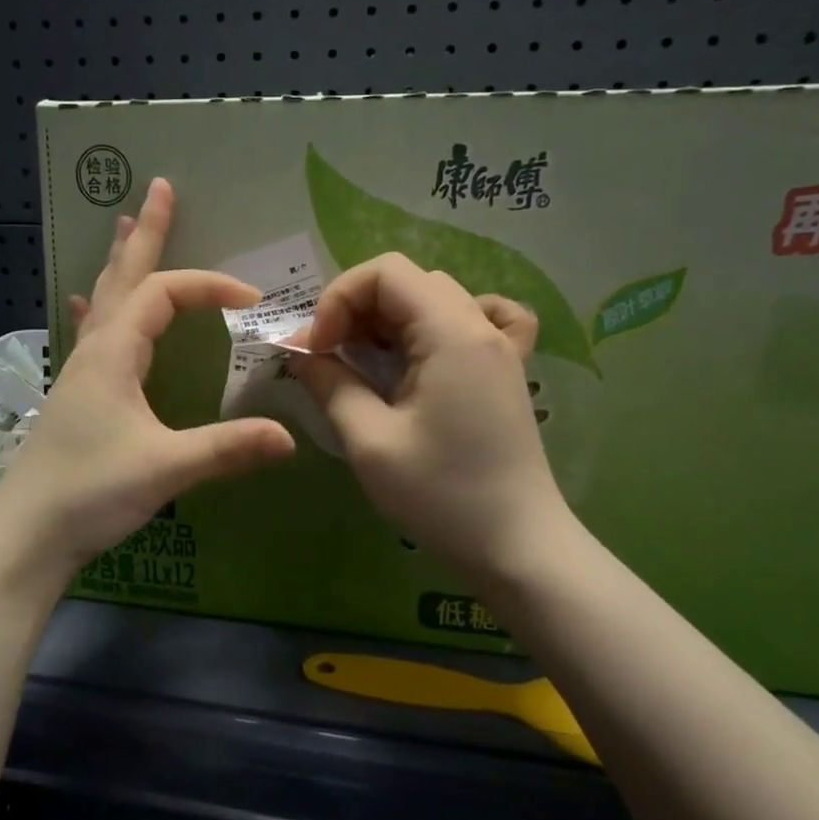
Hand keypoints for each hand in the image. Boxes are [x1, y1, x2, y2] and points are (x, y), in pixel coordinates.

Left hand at [0, 178, 294, 579]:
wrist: (27, 533)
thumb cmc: (90, 492)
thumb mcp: (165, 467)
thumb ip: (227, 448)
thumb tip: (289, 436)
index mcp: (115, 353)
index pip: (166, 294)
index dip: (210, 287)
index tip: (252, 300)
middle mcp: (95, 350)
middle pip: (123, 277)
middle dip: (145, 233)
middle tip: (159, 188)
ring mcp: (81, 370)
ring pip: (105, 299)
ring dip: (121, 262)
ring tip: (124, 226)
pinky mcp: (78, 393)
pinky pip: (93, 331)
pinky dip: (100, 306)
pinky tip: (88, 303)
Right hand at [289, 254, 562, 585]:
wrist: (518, 547)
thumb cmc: (442, 495)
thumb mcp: (371, 441)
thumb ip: (330, 385)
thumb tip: (300, 353)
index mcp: (452, 332)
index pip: (385, 272)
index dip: (339, 300)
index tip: (316, 349)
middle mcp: (481, 325)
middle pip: (408, 281)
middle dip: (357, 309)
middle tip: (330, 358)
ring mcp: (500, 347)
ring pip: (436, 297)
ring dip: (390, 319)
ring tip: (366, 360)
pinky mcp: (506, 371)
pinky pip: (480, 318)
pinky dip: (444, 322)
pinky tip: (430, 350)